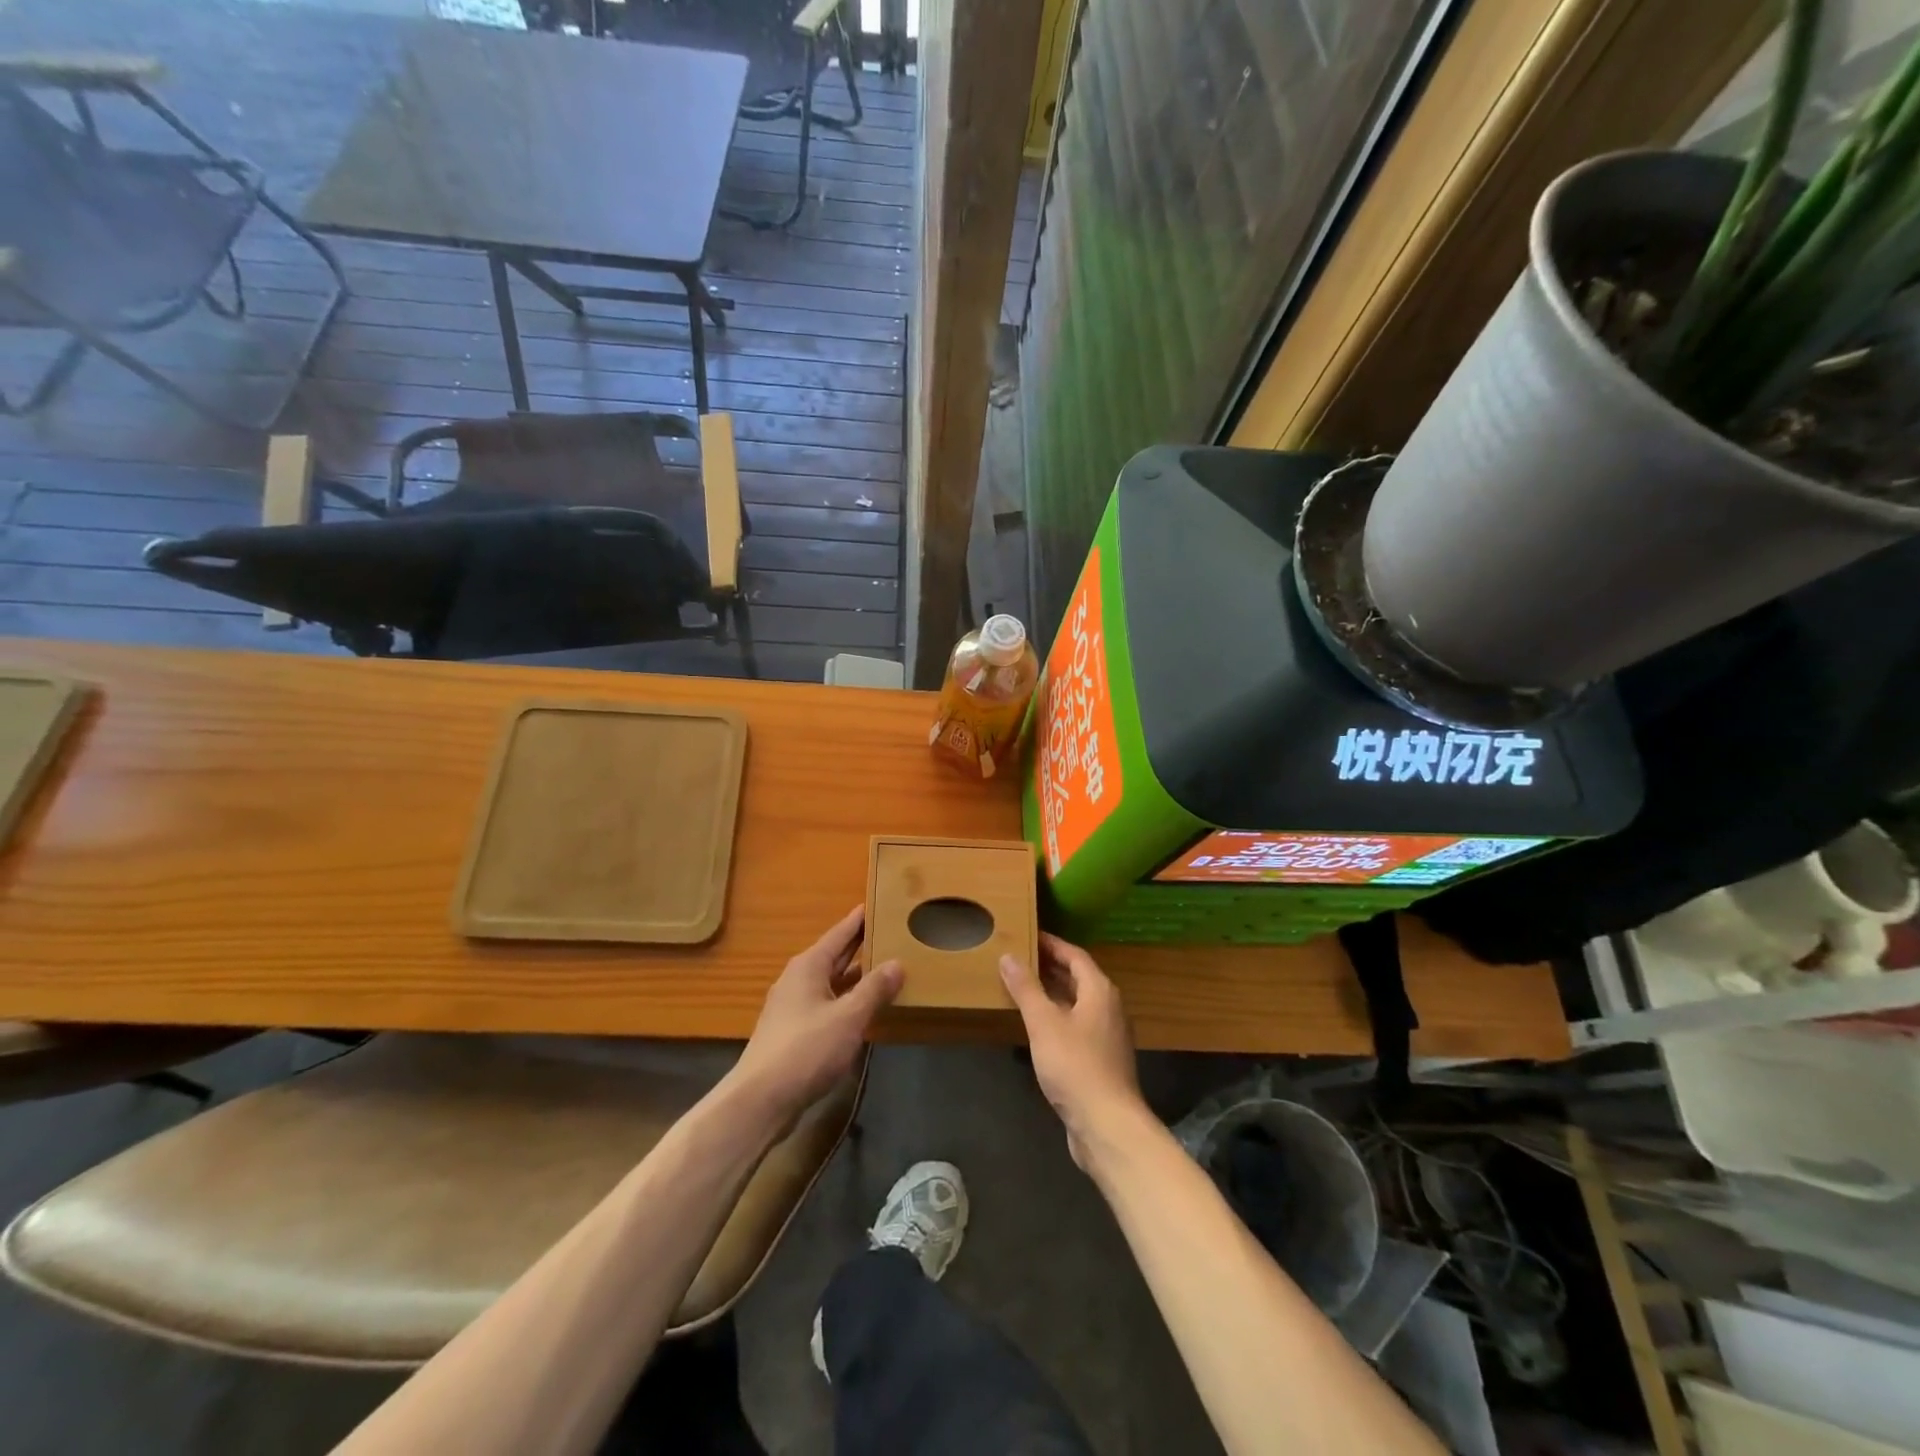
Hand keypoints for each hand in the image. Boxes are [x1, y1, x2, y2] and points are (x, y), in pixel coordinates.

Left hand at [731, 906, 900, 1122]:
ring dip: (855, 976)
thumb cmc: (806, 1049)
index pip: (839, 933)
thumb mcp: (848, 1017)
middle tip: (889, 932)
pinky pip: (826, 1004)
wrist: (761, 1099)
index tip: (876, 903)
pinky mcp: (793, 1032)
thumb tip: (897, 963)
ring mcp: (793, 1006)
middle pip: (834, 955)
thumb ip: (874, 989)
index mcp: (809, 966)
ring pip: (830, 982)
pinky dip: (846, 1000)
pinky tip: (863, 1009)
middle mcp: (798, 979)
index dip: (858, 920)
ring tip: (885, 969)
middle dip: (859, 946)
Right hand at [999, 933, 1145, 1169]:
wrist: (1107, 1124)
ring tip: (1022, 987)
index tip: (1027, 935)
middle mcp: (1108, 1007)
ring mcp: (1108, 1035)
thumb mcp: (1043, 1022)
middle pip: (1078, 977)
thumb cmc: (1075, 1065)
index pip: (1074, 955)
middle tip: (1019, 959)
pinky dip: (1057, 1017)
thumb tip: (1009, 956)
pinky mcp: (1102, 1059)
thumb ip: (1026, 988)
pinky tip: (1037, 1027)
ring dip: (1052, 993)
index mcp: (1099, 990)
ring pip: (1077, 1003)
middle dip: (1050, 967)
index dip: (1051, 944)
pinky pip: (1077, 1025)